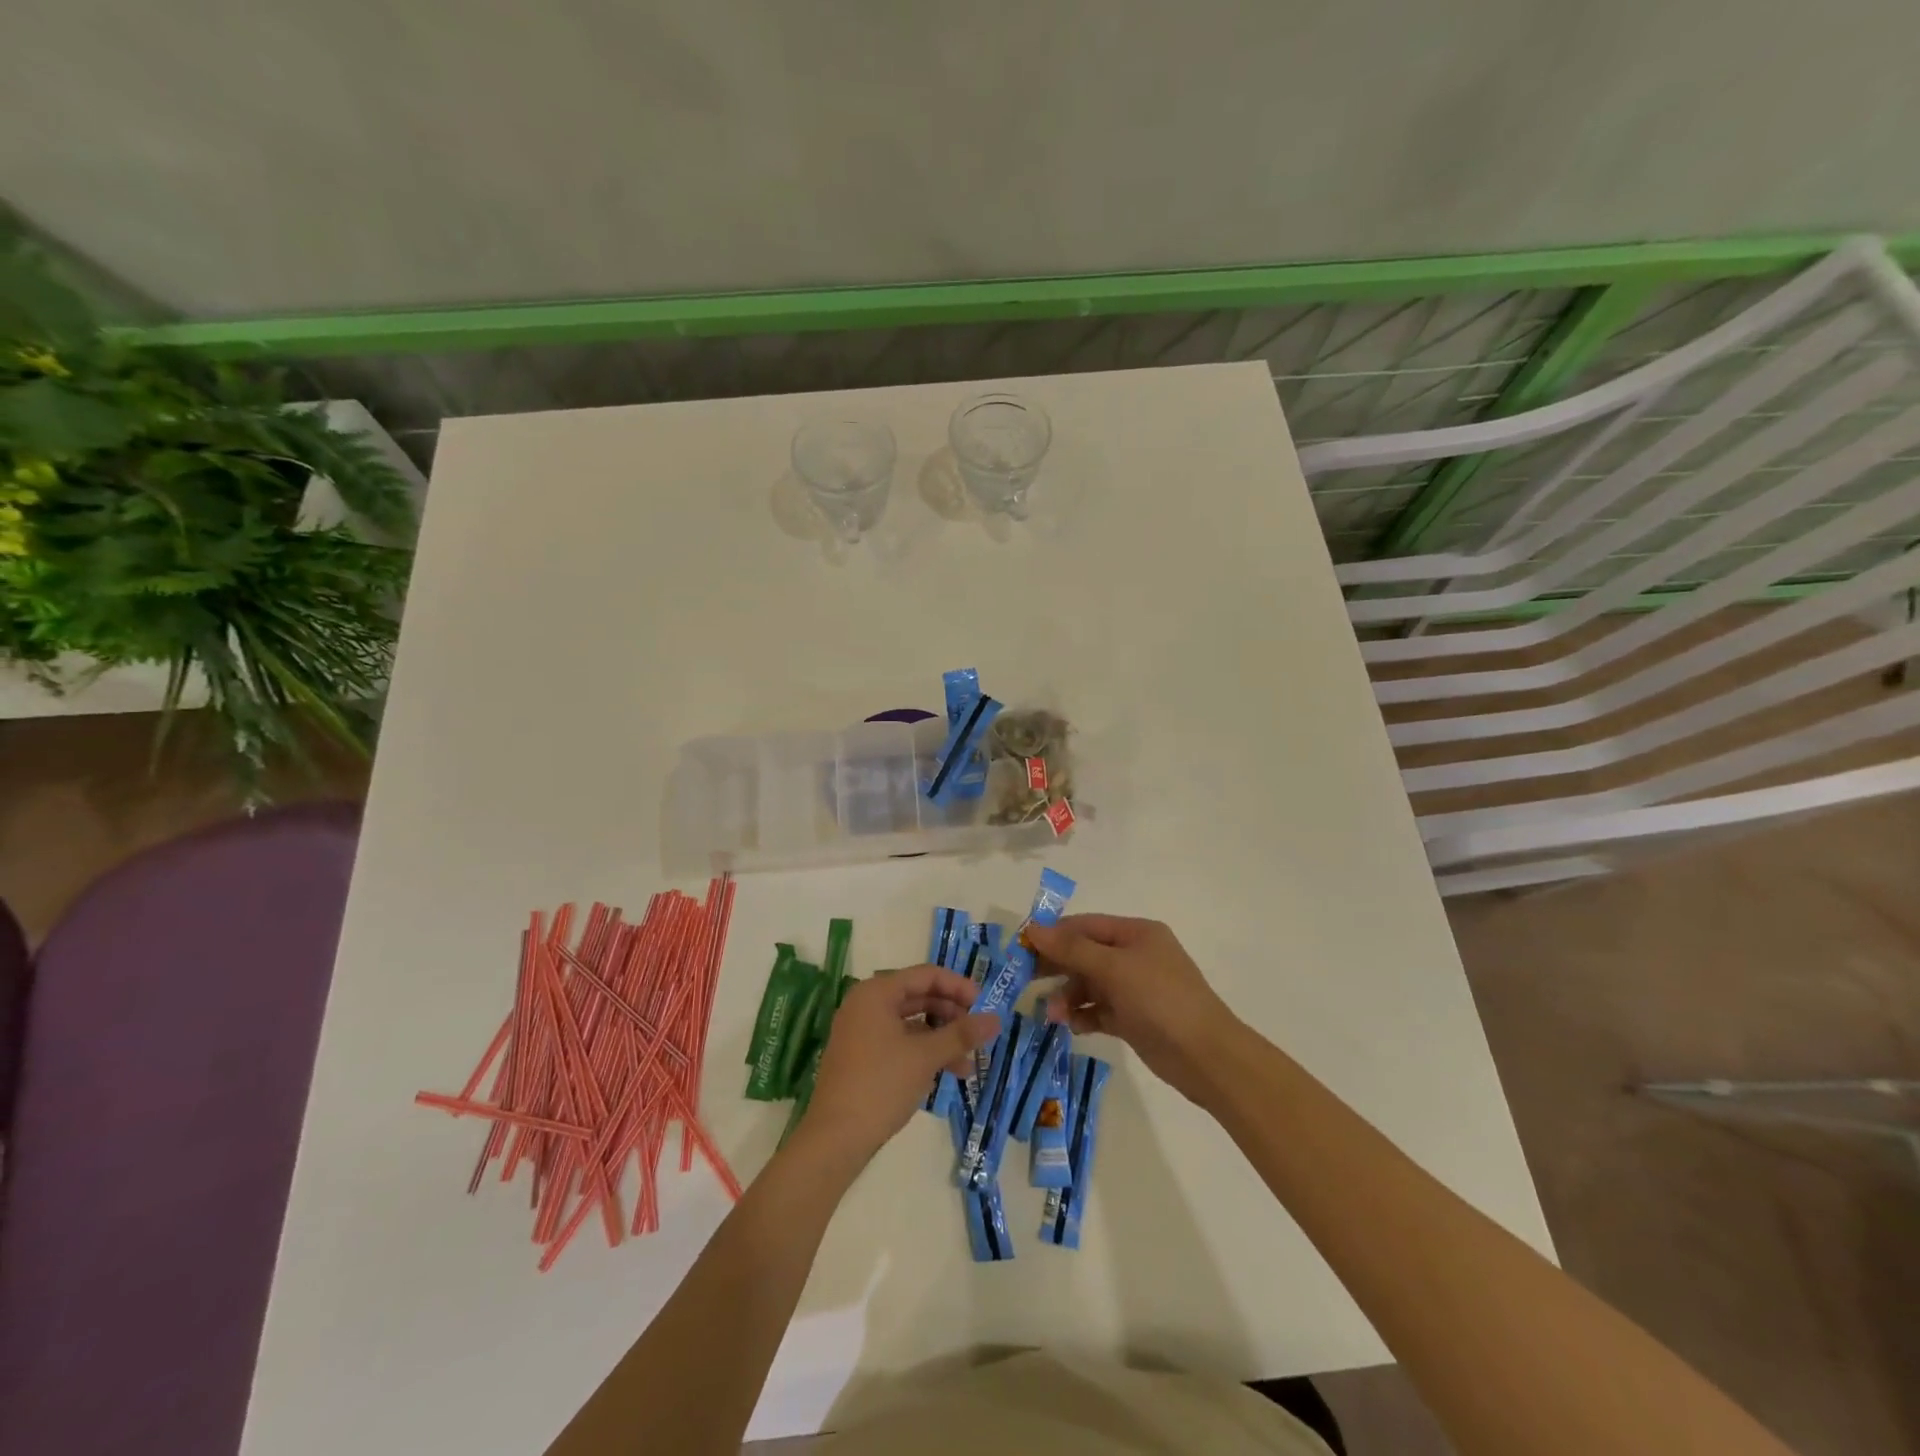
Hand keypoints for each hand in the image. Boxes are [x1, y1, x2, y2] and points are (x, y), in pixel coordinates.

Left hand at [796, 965, 999, 1166]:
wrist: (834, 1138)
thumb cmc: (880, 1085)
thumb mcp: (925, 1057)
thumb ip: (961, 1034)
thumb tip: (996, 1019)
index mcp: (877, 993)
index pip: (926, 975)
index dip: (958, 987)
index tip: (984, 1006)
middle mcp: (867, 1004)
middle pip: (919, 996)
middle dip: (952, 1015)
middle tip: (978, 1034)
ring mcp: (862, 1031)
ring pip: (911, 1023)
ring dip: (941, 1039)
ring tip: (968, 1065)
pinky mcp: (862, 1056)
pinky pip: (900, 1041)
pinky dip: (923, 1052)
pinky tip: (945, 1073)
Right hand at [1026, 915, 1242, 1104]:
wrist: (1206, 1057)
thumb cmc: (1160, 1000)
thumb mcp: (1113, 969)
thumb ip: (1072, 949)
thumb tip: (1034, 928)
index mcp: (1136, 934)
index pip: (1086, 925)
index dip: (1054, 934)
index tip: (1023, 948)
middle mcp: (1135, 956)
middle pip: (1085, 954)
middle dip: (1058, 967)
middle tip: (1026, 980)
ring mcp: (1135, 989)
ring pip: (1090, 985)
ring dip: (1068, 996)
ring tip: (1053, 1015)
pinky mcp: (1134, 1019)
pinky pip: (1099, 1010)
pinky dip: (1083, 1016)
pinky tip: (1072, 1025)